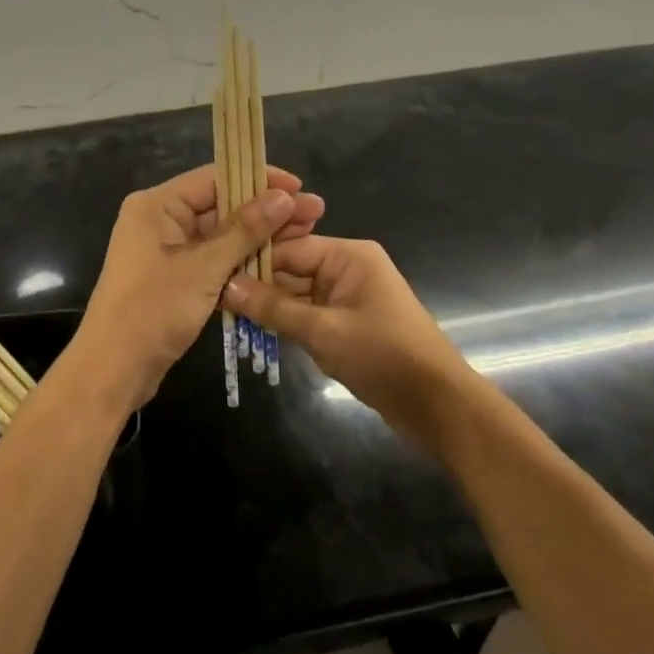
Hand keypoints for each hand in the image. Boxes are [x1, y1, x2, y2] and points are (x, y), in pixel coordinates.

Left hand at [74, 165, 324, 408]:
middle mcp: (159, 219)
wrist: (113, 370)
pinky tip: (278, 262)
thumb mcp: (204, 268)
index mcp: (157, 205)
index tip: (299, 187)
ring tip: (306, 235)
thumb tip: (284, 196)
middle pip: (220, 205)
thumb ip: (245, 230)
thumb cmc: (153, 310)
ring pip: (220, 235)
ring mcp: (165, 250)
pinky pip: (212, 260)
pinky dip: (241, 261)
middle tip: (314, 212)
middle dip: (266, 211)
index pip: (215, 177)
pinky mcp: (173, 277)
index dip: (259, 179)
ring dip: (258, 237)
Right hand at [224, 236, 473, 448]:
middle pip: (292, 268)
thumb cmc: (384, 357)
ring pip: (297, 293)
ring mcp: (348, 296)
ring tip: (228, 316)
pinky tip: (256, 331)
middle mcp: (348, 268)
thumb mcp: (323, 331)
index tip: (215, 275)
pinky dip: (288, 322)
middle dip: (258, 284)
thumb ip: (274, 308)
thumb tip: (227, 286)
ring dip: (270, 306)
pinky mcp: (348, 322)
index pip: (289, 248)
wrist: (438, 406)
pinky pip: (309, 313)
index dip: (253, 261)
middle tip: (215, 298)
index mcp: (348, 256)